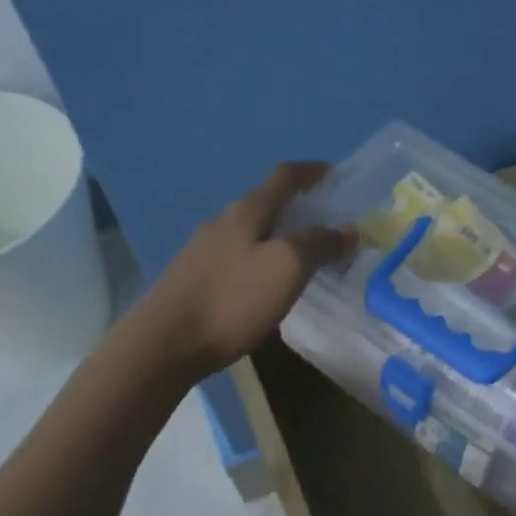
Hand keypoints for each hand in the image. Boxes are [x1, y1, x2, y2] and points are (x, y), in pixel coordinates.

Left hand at [140, 161, 355, 378]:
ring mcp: (204, 252)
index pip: (283, 177)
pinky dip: (262, 260)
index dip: (310, 171)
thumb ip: (319, 244)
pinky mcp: (195, 279)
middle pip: (265, 204)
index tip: (334, 174)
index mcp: (246, 212)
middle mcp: (222, 223)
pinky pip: (239, 259)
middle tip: (326, 223)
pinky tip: (268, 284)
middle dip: (297, 208)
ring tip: (303, 256)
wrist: (166, 343)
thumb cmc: (233, 299)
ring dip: (279, 236)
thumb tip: (348, 229)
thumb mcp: (287, 268)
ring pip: (251, 233)